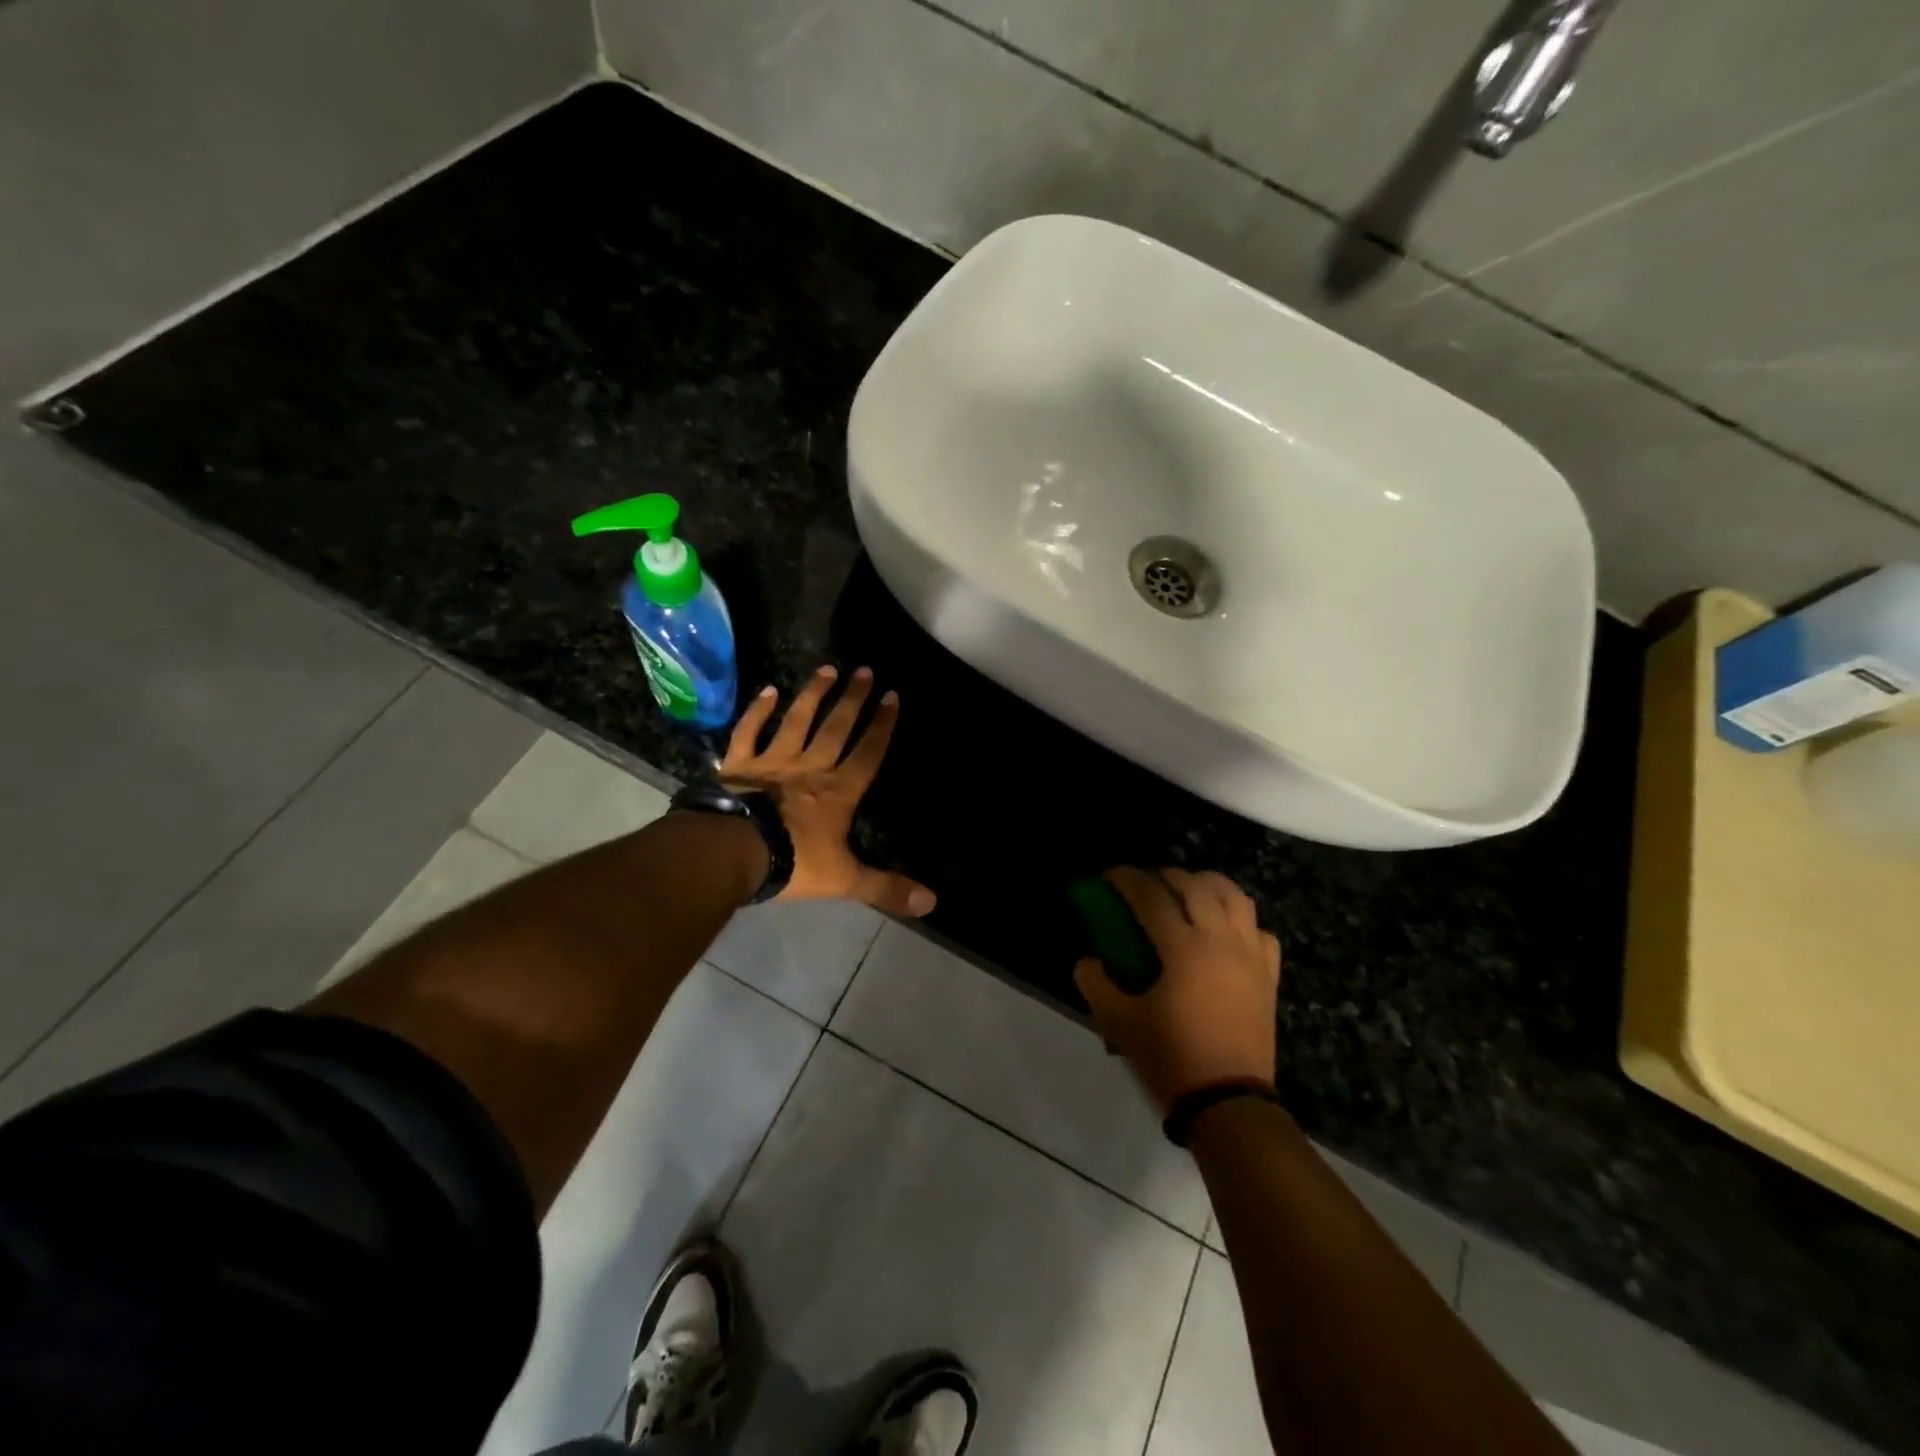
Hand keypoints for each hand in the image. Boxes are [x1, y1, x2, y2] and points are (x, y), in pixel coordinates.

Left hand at [719, 665, 934, 916]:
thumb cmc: (793, 864)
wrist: (733, 853)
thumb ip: (886, 887)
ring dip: (813, 695)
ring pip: (797, 721)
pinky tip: (768, 690)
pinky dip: (758, 711)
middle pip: (836, 728)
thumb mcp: (845, 880)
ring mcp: (772, 762)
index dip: (882, 726)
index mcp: (837, 793)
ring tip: (827, 669)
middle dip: (853, 699)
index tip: (892, 696)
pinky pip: (749, 732)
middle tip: (865, 670)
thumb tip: (932, 903)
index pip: (867, 753)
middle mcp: (809, 768)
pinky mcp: (738, 765)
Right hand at [1074, 867, 1280, 1114]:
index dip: (1127, 879)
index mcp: (1183, 948)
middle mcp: (1220, 940)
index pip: (1151, 896)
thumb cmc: (1171, 1057)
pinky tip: (1225, 931)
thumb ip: (1095, 983)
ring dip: (1208, 885)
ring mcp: (1250, 956)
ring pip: (1236, 898)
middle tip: (1145, 882)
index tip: (1109, 876)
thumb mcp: (1119, 1021)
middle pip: (1196, 885)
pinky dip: (1241, 920)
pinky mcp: (1268, 976)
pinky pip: (1260, 931)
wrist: (1227, 1102)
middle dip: (1167, 875)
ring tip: (1188, 892)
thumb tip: (1088, 960)